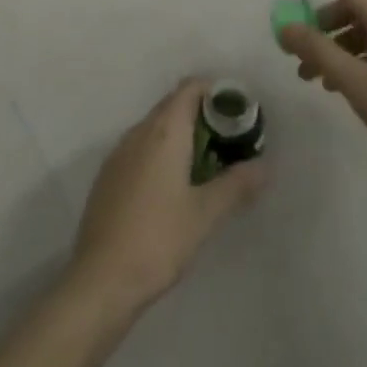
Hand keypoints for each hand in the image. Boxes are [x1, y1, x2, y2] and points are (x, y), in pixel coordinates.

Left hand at [69, 80, 267, 313]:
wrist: (101, 279)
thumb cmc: (158, 239)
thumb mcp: (205, 214)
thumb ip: (236, 185)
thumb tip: (265, 165)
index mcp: (163, 131)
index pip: (189, 88)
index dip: (215, 92)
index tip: (239, 112)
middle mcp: (138, 132)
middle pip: (173, 105)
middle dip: (203, 115)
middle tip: (232, 141)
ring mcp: (119, 153)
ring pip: (156, 128)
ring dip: (183, 135)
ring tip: (210, 164)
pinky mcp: (109, 176)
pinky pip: (141, 148)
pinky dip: (163, 153)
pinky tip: (176, 185)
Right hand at [275, 0, 366, 188]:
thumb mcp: (355, 82)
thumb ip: (318, 50)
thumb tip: (285, 26)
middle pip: (350, 7)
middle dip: (318, 24)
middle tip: (295, 51)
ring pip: (362, 31)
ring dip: (333, 46)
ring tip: (314, 79)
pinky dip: (353, 58)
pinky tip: (342, 86)